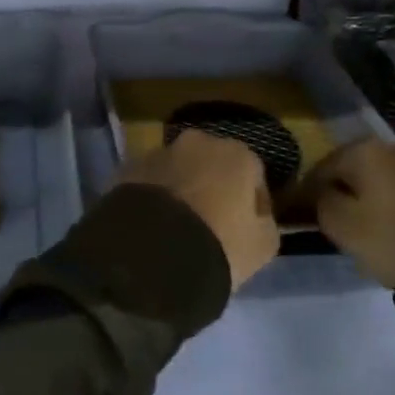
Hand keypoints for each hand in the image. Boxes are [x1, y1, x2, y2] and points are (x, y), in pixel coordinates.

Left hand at [122, 129, 279, 290]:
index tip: (247, 228)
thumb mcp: (263, 246)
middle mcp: (197, 142)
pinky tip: (152, 224)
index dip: (253, 203)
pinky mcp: (127, 168)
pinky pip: (148, 182)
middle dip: (213, 188)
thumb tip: (258, 217)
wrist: (153, 252)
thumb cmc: (220, 245)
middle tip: (210, 223)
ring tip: (176, 226)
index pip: (253, 175)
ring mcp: (158, 152)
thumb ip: (266, 223)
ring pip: (177, 170)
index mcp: (236, 154)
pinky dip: (152, 196)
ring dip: (180, 189)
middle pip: (212, 165)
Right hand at [296, 139, 394, 288]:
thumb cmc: (391, 239)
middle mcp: (392, 146)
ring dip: (366, 194)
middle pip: (352, 167)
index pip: (321, 166)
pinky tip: (387, 222)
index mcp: (364, 149)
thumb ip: (320, 201)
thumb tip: (322, 193)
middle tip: (331, 217)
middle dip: (340, 188)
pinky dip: (389, 201)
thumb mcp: (339, 224)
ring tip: (360, 223)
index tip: (301, 213)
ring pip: (379, 177)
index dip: (308, 191)